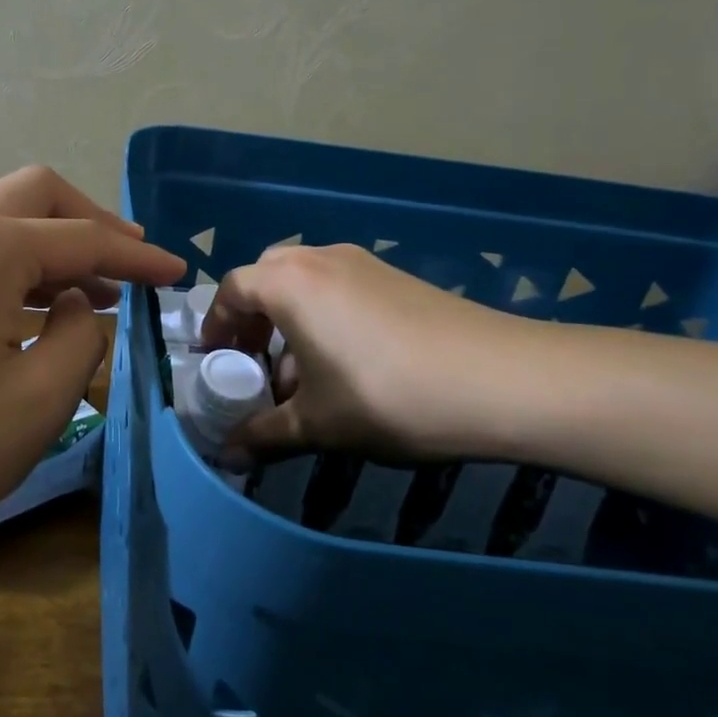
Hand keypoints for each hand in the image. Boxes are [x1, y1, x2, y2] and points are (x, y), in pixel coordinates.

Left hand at [0, 166, 184, 565]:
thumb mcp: (36, 401)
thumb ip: (81, 338)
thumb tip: (79, 304)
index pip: (82, 237)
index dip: (138, 255)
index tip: (179, 273)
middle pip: (36, 196)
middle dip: (92, 224)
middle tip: (131, 265)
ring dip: (51, 246)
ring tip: (92, 292)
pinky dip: (14, 268)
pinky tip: (30, 312)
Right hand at [200, 243, 555, 462]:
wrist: (502, 380)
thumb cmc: (387, 395)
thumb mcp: (318, 424)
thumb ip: (264, 436)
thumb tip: (227, 457)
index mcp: (289, 283)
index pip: (231, 290)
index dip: (216, 326)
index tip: (215, 361)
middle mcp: (320, 259)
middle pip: (266, 278)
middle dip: (252, 318)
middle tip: (255, 360)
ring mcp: (363, 263)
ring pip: (306, 281)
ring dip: (290, 318)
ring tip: (302, 371)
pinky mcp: (397, 276)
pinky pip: (340, 286)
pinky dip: (325, 314)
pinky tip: (348, 362)